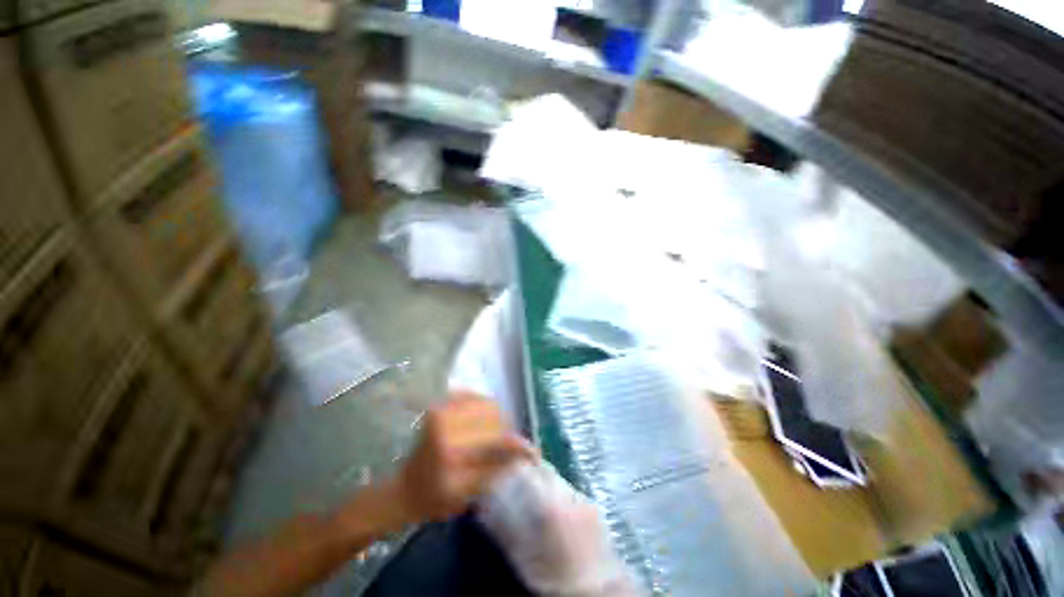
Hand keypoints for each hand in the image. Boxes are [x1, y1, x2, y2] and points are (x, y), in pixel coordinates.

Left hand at [392, 392, 534, 522]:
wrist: (403, 491)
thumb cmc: (433, 499)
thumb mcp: (466, 492)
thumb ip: (496, 468)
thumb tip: (524, 455)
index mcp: (450, 446)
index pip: (494, 436)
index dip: (516, 444)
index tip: (532, 453)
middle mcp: (446, 420)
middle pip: (493, 415)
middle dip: (507, 431)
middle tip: (511, 447)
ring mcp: (442, 409)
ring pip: (485, 403)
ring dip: (497, 419)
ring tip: (499, 437)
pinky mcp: (441, 406)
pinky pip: (471, 396)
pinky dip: (484, 407)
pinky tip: (485, 422)